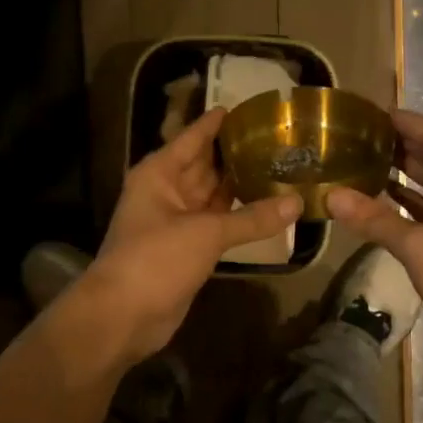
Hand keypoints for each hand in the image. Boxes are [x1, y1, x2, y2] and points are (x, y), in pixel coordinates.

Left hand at [78, 107, 301, 362]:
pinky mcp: (187, 249)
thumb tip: (297, 202)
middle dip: (237, 154)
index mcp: (159, 173)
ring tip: (282, 167)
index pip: (193, 137)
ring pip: (213, 196)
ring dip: (241, 186)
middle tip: (279, 139)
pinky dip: (239, 218)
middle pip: (206, 165)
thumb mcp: (206, 232)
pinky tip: (269, 209)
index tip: (249, 107)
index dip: (218, 122)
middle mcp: (167, 191)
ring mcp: (177, 222)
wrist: (124, 315)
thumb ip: (252, 217)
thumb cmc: (156, 259)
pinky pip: (217, 224)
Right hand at [326, 109, 422, 364]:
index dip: (408, 120)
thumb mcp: (417, 246)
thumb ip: (374, 219)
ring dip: (403, 170)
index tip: (373, 113)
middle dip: (401, 142)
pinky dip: (407, 199)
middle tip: (359, 135)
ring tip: (362, 159)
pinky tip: (379, 197)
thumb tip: (331, 196)